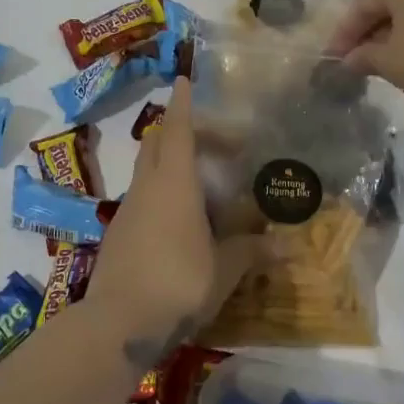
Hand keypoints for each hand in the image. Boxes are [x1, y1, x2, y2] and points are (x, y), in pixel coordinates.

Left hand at [87, 79, 266, 367]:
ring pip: (146, 171)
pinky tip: (180, 222)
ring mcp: (128, 211)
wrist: (117, 325)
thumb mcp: (224, 270)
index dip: (183, 104)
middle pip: (157, 143)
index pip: (178, 130)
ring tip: (201, 183)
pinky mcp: (118, 235)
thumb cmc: (178, 283)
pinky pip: (142, 199)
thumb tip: (286, 245)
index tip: (184, 79)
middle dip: (179, 131)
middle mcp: (147, 188)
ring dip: (169, 164)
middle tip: (210, 141)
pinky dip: (160, 194)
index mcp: (174, 184)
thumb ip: (251, 252)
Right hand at [324, 0, 403, 112]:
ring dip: (393, 33)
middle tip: (356, 60)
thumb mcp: (391, 63)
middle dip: (368, 31)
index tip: (333, 60)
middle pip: (387, 1)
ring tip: (383, 61)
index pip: (361, 4)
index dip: (344, 34)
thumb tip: (349, 59)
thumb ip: (364, 57)